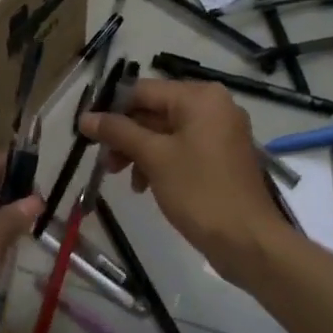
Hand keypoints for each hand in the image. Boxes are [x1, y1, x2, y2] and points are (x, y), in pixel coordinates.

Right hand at [82, 79, 283, 281]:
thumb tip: (85, 117)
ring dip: (139, 151)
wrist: (248, 241)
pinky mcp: (221, 156)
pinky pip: (182, 148)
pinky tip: (144, 185)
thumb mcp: (153, 157)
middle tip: (104, 161)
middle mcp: (213, 106)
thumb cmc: (199, 191)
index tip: (87, 132)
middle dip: (126, 135)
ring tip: (120, 176)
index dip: (111, 109)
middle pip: (154, 111)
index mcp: (200, 97)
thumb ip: (118, 132)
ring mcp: (220, 132)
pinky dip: (160, 161)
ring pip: (166, 132)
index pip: (143, 91)